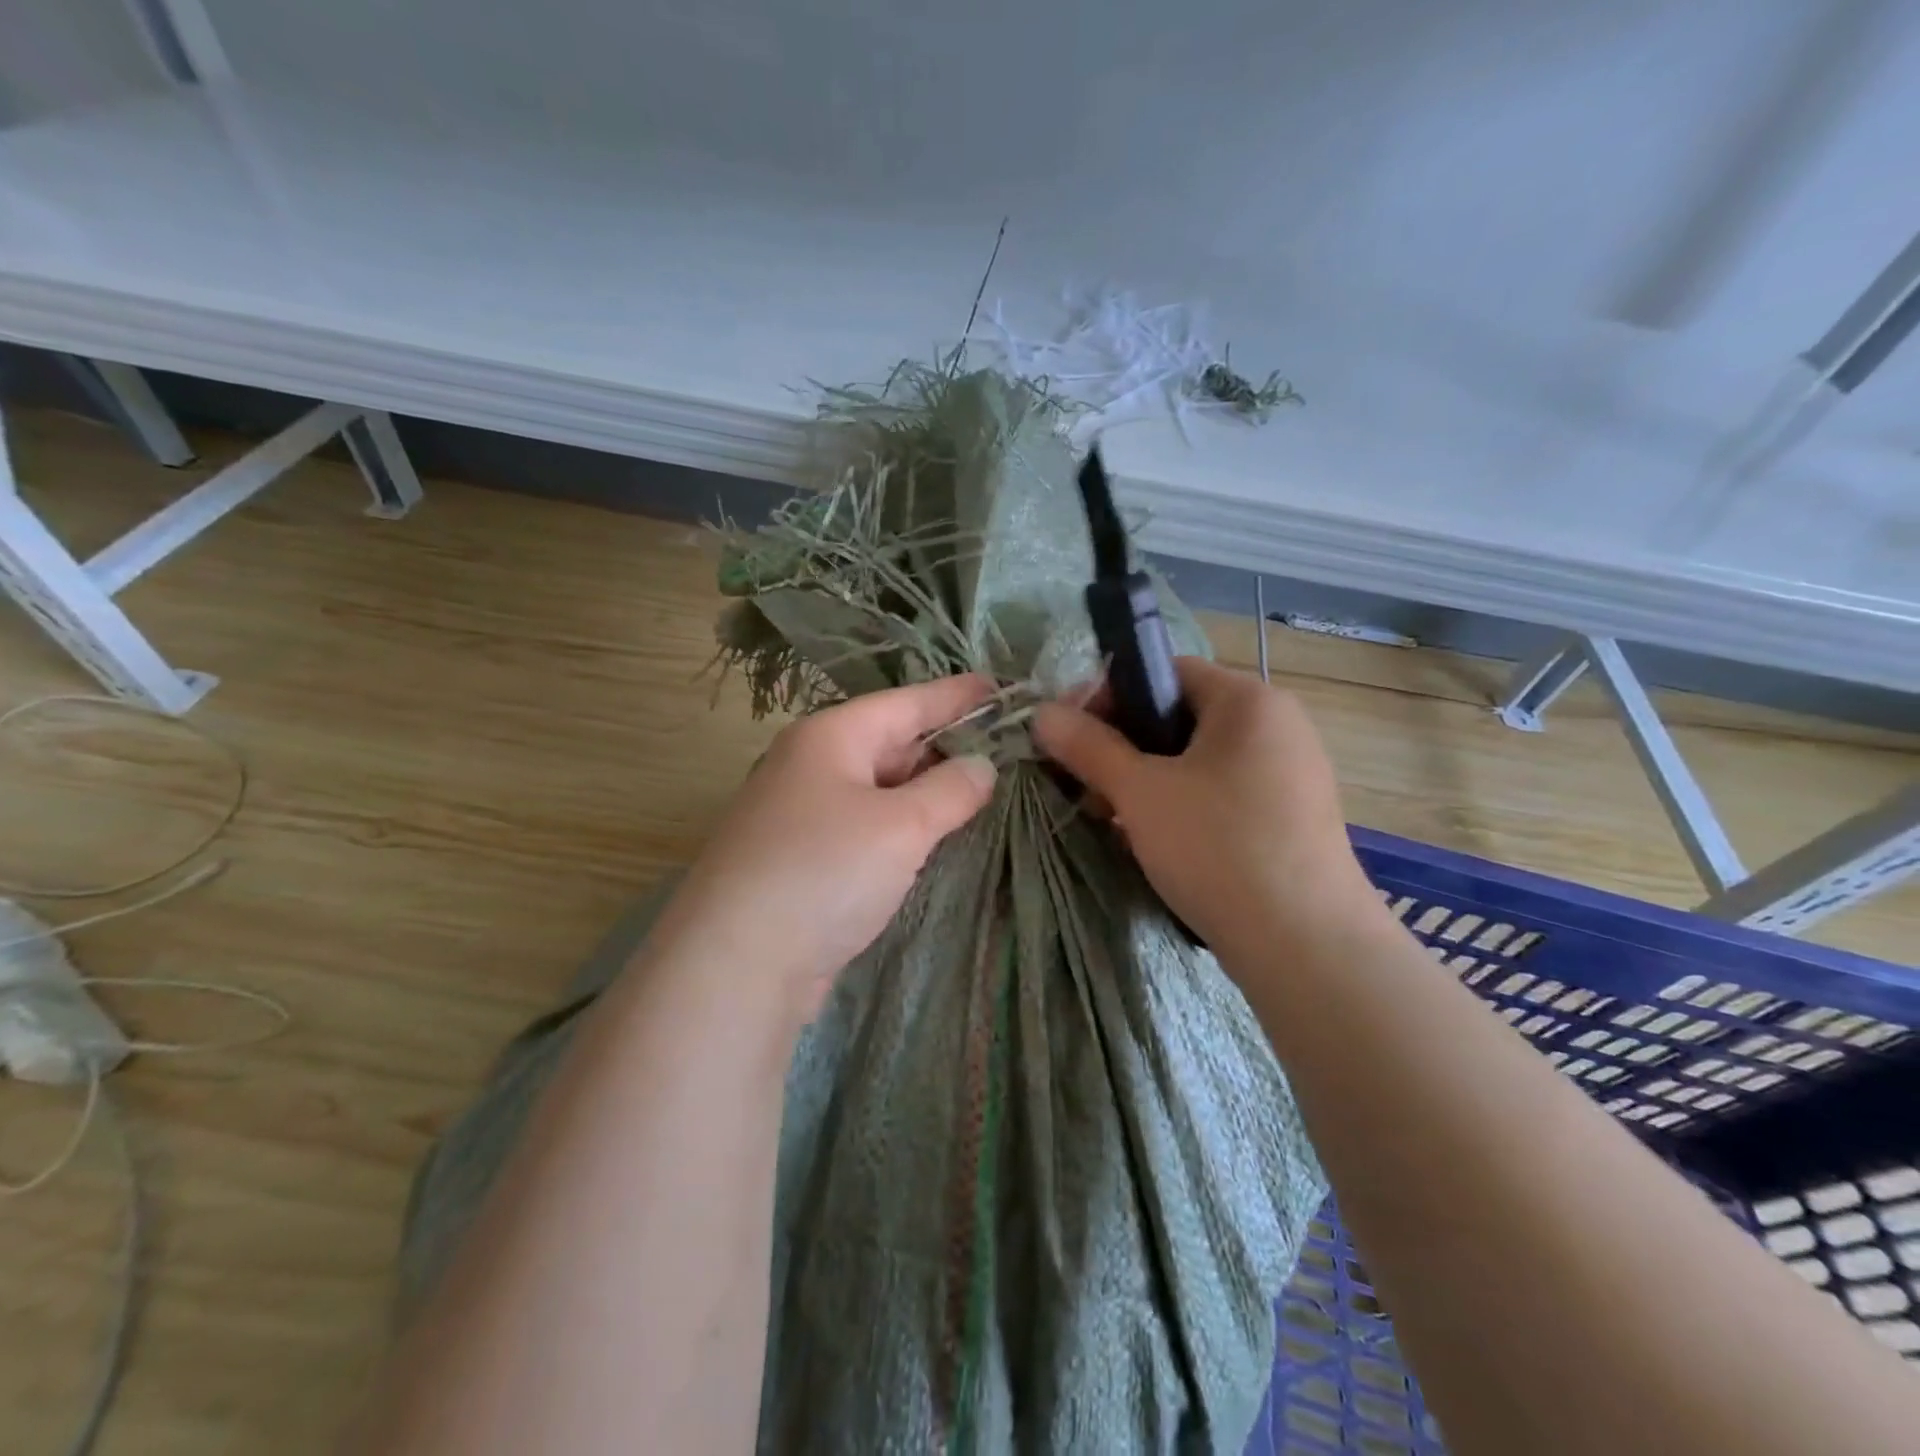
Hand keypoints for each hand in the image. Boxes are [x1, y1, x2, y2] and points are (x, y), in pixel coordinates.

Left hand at [651, 676, 998, 1023]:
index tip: (1001, 688)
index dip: (956, 695)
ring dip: (924, 788)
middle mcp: (810, 765)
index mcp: (830, 737)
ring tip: (979, 787)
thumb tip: (981, 765)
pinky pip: (864, 824)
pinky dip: (900, 824)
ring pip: (877, 786)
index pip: (907, 702)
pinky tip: (930, 834)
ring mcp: (801, 813)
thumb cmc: (824, 872)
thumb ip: (950, 790)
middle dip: (944, 744)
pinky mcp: (801, 858)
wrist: (736, 963)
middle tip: (1004, 747)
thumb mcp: (901, 826)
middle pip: (890, 741)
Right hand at [1034, 658, 1374, 965]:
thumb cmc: (1219, 848)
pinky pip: (1220, 791)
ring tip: (1109, 818)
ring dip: (1145, 780)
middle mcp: (1276, 724)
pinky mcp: (1289, 815)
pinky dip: (1180, 804)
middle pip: (1177, 716)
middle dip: (1120, 746)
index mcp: (1247, 699)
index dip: (1106, 696)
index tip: (1066, 735)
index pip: (1162, 671)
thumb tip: (1043, 714)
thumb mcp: (1140, 793)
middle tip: (1082, 784)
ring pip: (1196, 759)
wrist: (1308, 947)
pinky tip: (1153, 841)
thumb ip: (1089, 746)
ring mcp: (1288, 772)